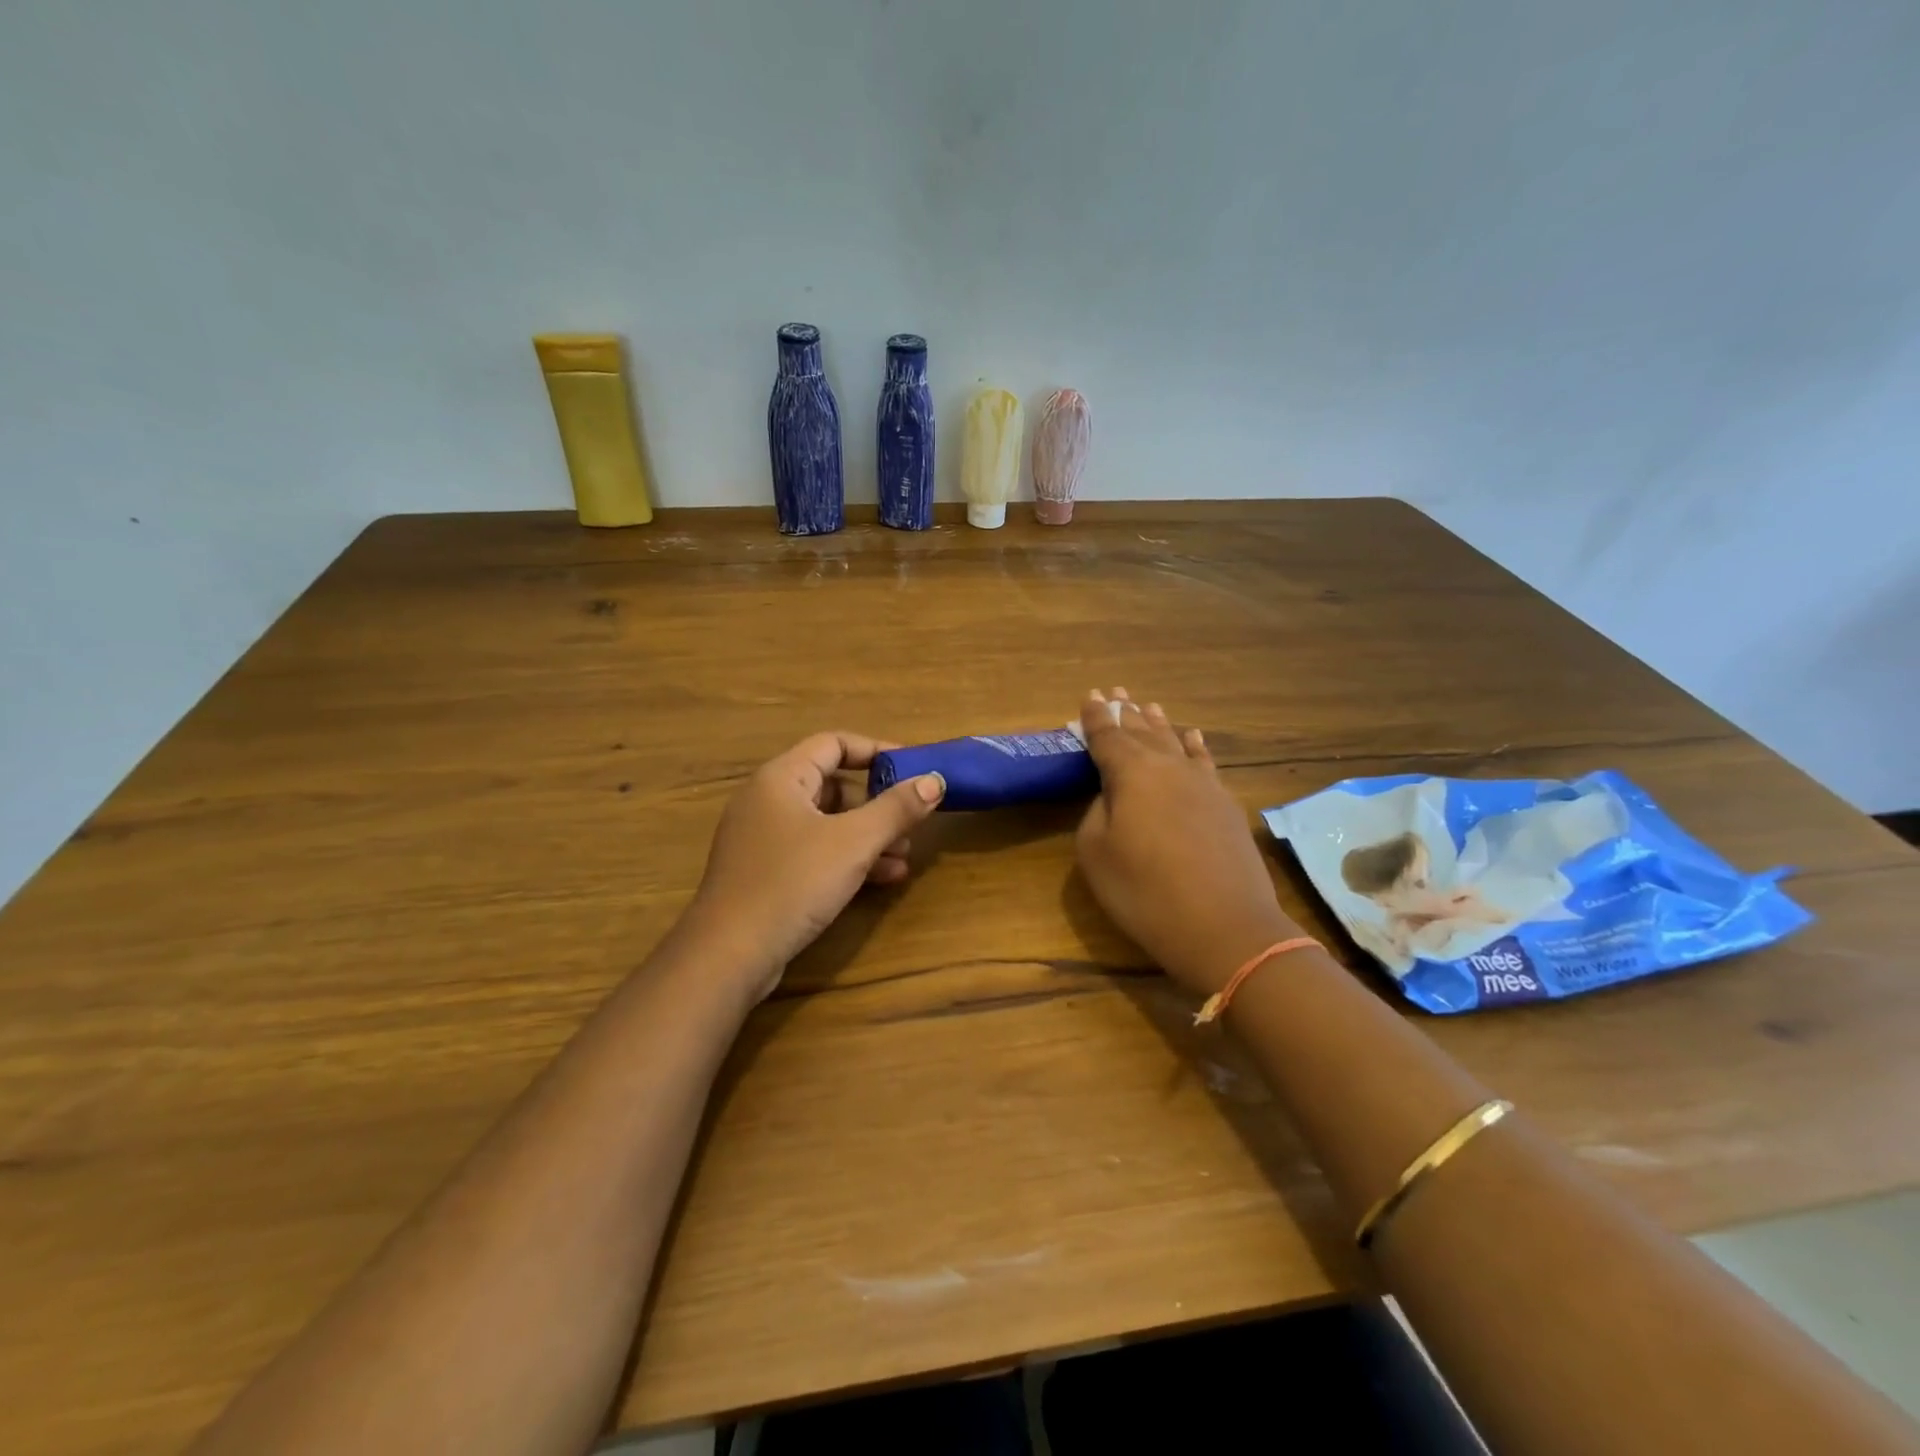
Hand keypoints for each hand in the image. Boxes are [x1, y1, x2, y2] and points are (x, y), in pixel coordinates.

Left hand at [685, 732, 945, 1001]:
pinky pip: (815, 851)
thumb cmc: (792, 883)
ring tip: (904, 858)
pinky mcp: (766, 872)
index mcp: (781, 778)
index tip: (914, 769)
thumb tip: (935, 780)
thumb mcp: (854, 843)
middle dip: (878, 804)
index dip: (876, 751)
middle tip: (912, 823)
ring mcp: (764, 838)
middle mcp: (768, 800)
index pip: (833, 744)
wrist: (729, 955)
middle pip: (833, 785)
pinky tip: (883, 879)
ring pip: (827, 823)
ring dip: (869, 836)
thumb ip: (896, 809)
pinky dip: (848, 858)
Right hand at [1074, 688, 1297, 995]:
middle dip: (1125, 711)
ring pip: (1175, 741)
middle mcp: (1168, 767)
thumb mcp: (1096, 853)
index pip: (1108, 736)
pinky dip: (1195, 746)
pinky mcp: (1225, 804)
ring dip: (1158, 723)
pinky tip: (1193, 737)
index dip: (1096, 717)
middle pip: (1142, 731)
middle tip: (1114, 691)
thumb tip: (1112, 795)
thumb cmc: (1145, 892)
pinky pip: (1205, 762)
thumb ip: (1097, 812)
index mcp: (1131, 773)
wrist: (1224, 927)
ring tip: (1147, 705)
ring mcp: (1202, 783)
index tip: (1089, 697)